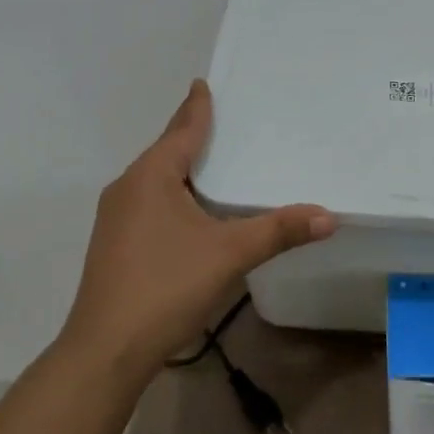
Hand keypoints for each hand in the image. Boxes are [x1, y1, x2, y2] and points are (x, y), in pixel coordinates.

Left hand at [57, 80, 335, 383]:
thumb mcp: (229, 254)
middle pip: (166, 150)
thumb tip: (328, 215)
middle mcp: (128, 187)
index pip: (182, 129)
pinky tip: (190, 212)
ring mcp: (116, 217)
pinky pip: (149, 203)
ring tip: (211, 162)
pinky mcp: (114, 244)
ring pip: (155, 179)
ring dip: (182, 168)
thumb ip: (278, 231)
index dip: (197, 106)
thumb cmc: (166, 287)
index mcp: (151, 175)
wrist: (105, 351)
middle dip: (192, 135)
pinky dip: (173, 194)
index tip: (203, 82)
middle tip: (222, 120)